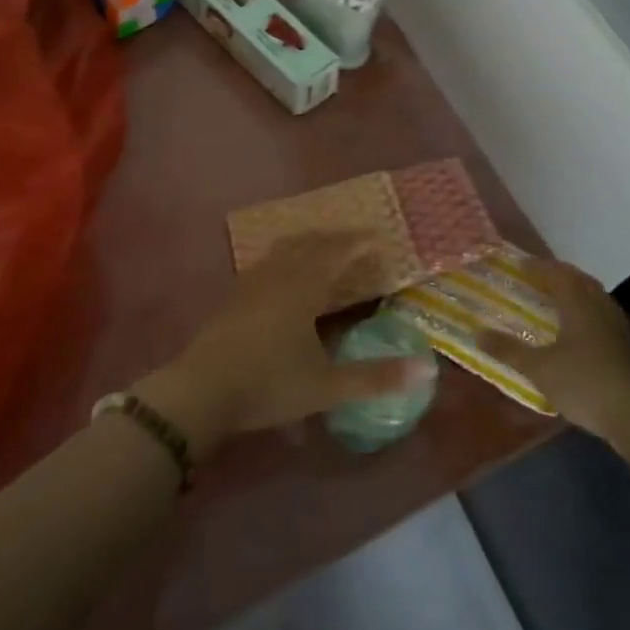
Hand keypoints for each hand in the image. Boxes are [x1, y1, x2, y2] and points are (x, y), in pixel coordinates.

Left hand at [136, 233, 437, 459]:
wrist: (202, 391)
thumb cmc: (269, 384)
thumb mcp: (327, 386)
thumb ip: (376, 376)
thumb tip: (428, 368)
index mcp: (303, 286)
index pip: (337, 253)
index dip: (359, 244)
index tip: (380, 239)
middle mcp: (278, 274)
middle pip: (310, 244)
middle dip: (336, 239)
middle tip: (356, 241)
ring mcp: (251, 282)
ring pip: (284, 249)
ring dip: (308, 243)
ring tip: (323, 248)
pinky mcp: (234, 296)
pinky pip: (267, 262)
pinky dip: (286, 257)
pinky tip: (283, 274)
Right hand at [484, 259, 629, 439]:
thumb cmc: (583, 383)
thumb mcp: (538, 368)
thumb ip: (508, 350)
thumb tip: (476, 333)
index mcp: (578, 304)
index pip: (557, 274)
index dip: (538, 267)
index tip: (520, 264)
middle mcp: (600, 307)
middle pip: (579, 280)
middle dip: (558, 275)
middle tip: (537, 277)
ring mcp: (618, 326)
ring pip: (595, 296)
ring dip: (575, 291)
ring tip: (556, 299)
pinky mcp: (627, 346)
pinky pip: (602, 314)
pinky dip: (586, 311)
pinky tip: (578, 329)